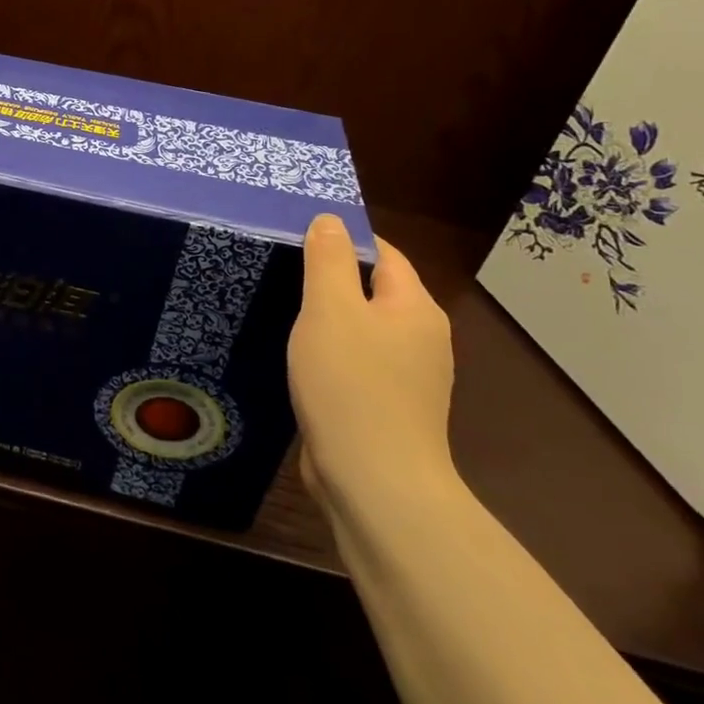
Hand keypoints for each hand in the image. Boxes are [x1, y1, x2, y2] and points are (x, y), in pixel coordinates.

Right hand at [287, 214, 456, 513]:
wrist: (374, 483)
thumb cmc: (351, 384)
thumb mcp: (330, 308)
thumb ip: (329, 259)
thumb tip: (331, 220)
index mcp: (415, 309)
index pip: (383, 254)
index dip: (343, 240)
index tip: (297, 238)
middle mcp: (422, 340)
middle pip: (373, 292)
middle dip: (330, 281)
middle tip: (281, 274)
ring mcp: (408, 380)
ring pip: (363, 332)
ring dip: (328, 323)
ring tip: (283, 315)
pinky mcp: (388, 410)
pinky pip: (357, 366)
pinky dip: (331, 358)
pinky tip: (300, 364)